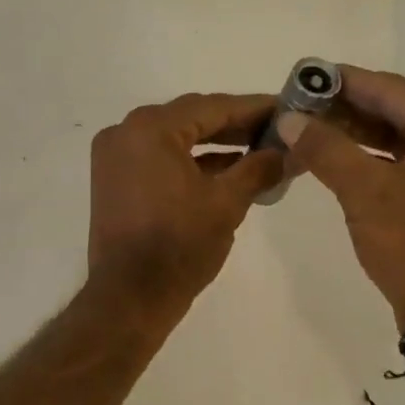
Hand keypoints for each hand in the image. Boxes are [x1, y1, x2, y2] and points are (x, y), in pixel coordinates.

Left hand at [86, 92, 284, 318]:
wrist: (131, 297)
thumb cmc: (180, 245)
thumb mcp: (227, 202)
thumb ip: (259, 168)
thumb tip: (289, 152)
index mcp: (150, 129)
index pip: (212, 107)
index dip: (254, 108)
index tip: (287, 108)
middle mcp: (125, 132)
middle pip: (191, 118)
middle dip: (236, 125)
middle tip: (278, 129)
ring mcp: (115, 157)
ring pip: (176, 139)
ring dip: (216, 144)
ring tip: (261, 150)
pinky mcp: (115, 181)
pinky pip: (160, 159)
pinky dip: (192, 162)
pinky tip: (229, 170)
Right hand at [279, 67, 404, 327]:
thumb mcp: (365, 192)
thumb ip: (326, 148)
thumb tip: (290, 118)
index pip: (391, 89)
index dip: (344, 81)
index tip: (305, 76)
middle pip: (398, 111)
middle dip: (348, 110)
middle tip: (301, 106)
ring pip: (402, 138)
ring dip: (358, 135)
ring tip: (312, 130)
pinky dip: (375, 159)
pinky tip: (340, 159)